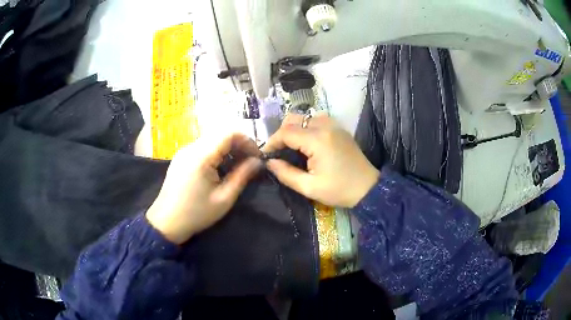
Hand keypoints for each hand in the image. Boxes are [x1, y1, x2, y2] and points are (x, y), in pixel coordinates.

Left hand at [146, 133, 261, 243]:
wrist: (166, 222)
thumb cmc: (196, 214)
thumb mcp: (224, 199)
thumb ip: (242, 176)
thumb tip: (258, 162)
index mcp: (201, 156)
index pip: (229, 133)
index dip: (247, 141)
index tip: (257, 157)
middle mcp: (191, 147)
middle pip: (221, 133)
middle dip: (239, 144)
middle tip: (249, 162)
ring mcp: (184, 151)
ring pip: (212, 139)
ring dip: (228, 148)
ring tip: (237, 166)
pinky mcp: (181, 157)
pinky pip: (203, 146)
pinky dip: (216, 152)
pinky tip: (220, 168)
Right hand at [263, 114, 379, 207]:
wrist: (369, 188)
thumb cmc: (339, 190)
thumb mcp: (309, 187)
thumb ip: (286, 174)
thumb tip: (269, 163)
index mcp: (317, 140)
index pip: (285, 132)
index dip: (272, 142)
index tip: (266, 156)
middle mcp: (325, 126)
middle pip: (293, 119)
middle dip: (281, 133)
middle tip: (278, 152)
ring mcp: (334, 125)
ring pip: (304, 117)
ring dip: (294, 129)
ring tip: (291, 148)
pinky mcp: (339, 128)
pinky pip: (316, 120)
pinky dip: (306, 128)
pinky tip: (306, 144)